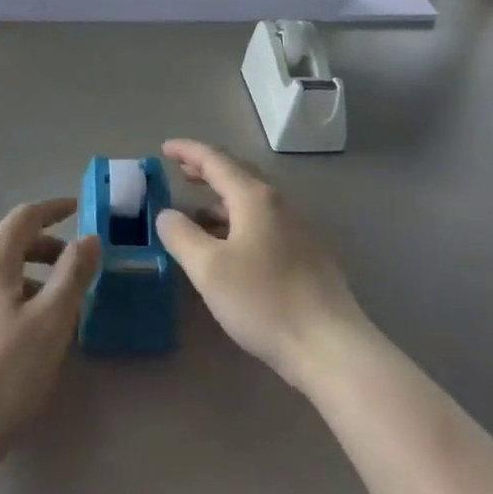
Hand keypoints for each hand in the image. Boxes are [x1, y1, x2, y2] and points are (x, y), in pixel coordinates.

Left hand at [0, 198, 100, 463]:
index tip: (78, 208)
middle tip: (74, 267)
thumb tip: (88, 238)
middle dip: (44, 248)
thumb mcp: (52, 321)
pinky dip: (4, 295)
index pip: (24, 217)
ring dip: (25, 275)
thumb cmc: (5, 373)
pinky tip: (17, 331)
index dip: (54, 209)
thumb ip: (74, 273)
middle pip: (6, 243)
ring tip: (51, 306)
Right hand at [155, 140, 370, 392]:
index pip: (216, 160)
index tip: (164, 148)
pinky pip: (262, 222)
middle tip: (179, 170)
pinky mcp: (303, 254)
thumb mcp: (208, 269)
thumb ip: (181, 235)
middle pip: (238, 175)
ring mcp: (295, 229)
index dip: (188, 151)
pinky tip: (226, 244)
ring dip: (220, 198)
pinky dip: (236, 220)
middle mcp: (278, 205)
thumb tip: (167, 214)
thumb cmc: (263, 300)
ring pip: (251, 201)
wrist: (328, 345)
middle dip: (206, 169)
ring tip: (195, 209)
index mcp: (254, 198)